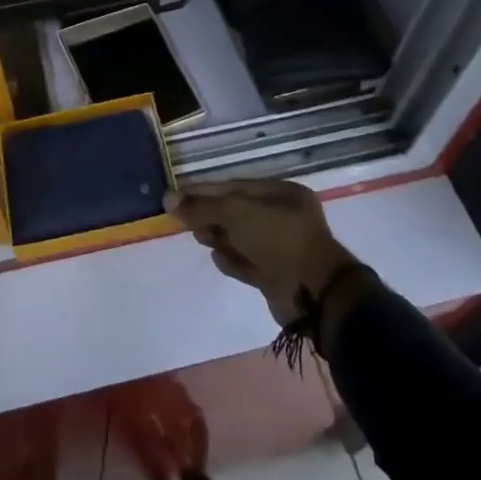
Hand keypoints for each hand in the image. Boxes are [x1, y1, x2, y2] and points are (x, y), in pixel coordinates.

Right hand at [165, 180, 360, 328]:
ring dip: (219, 237)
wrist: (312, 293)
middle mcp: (283, 217)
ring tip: (200, 237)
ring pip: (240, 237)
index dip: (203, 190)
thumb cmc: (277, 239)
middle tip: (185, 220)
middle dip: (210, 214)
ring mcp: (281, 247)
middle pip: (236, 211)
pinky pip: (247, 262)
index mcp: (282, 193)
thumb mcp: (236, 213)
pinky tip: (217, 258)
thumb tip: (167, 198)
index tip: (176, 196)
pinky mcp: (276, 274)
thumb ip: (201, 206)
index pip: (234, 186)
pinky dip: (232, 260)